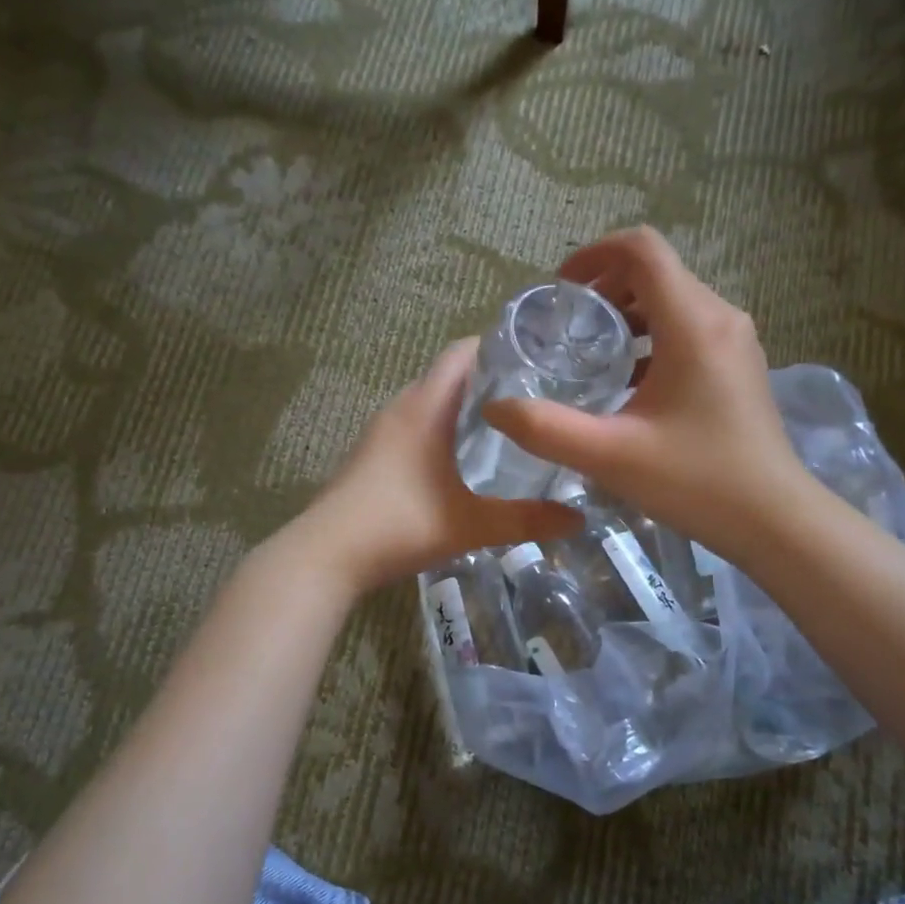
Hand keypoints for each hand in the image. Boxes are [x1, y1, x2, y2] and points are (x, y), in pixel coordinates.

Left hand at [293, 339, 581, 594]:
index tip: (538, 360)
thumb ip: (527, 520)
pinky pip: (414, 426)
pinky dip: (441, 429)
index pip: (462, 353)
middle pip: (448, 376)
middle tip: (535, 398)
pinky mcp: (371, 455)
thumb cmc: (400, 525)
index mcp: (425, 407)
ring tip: (507, 427)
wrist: (326, 555)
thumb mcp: (472, 525)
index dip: (498, 347)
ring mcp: (380, 432)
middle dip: (490, 380)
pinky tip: (462, 461)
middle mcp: (401, 408)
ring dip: (463, 407)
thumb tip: (578, 519)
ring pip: (429, 403)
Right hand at [484, 227, 807, 551]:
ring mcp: (735, 342)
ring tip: (591, 354)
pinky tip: (627, 382)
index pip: (641, 249)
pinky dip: (651, 339)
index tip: (559, 291)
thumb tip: (495, 408)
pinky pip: (688, 330)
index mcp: (692, 323)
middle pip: (656, 273)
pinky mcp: (738, 367)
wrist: (773, 520)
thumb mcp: (610, 456)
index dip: (593, 255)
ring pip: (673, 302)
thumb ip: (546, 429)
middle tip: (566, 329)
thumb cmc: (696, 481)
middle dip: (604, 289)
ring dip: (627, 316)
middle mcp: (719, 318)